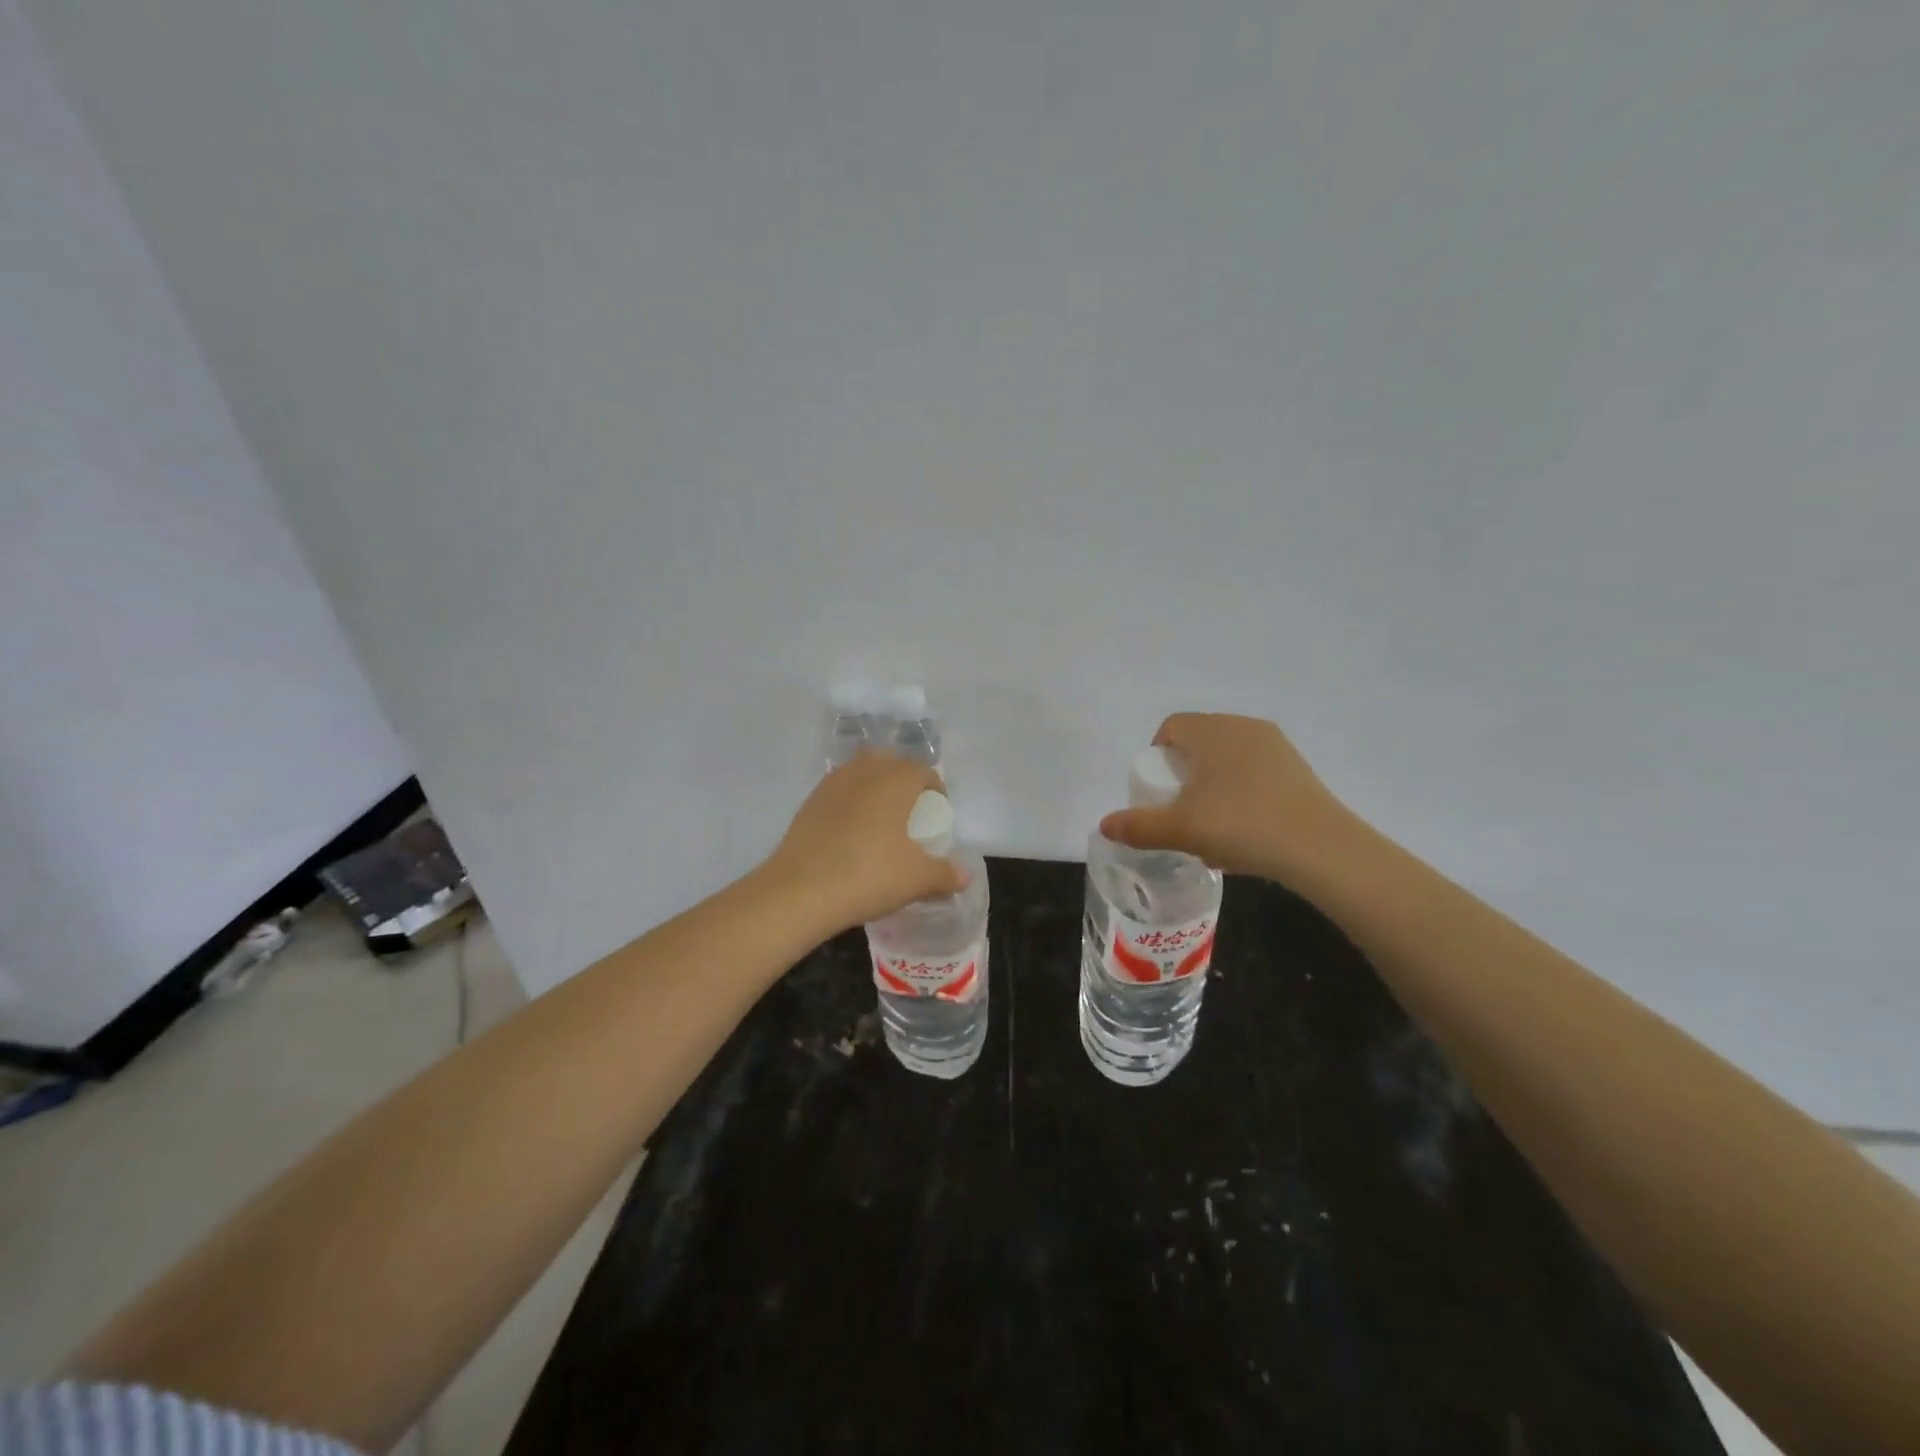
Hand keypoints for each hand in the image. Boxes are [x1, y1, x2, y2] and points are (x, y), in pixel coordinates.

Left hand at [763, 751, 965, 932]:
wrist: (800, 890)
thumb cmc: (870, 875)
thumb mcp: (917, 880)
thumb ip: (945, 875)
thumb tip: (964, 876)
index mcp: (895, 780)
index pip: (922, 770)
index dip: (935, 788)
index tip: (937, 813)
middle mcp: (863, 772)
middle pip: (888, 760)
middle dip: (901, 777)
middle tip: (908, 809)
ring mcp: (830, 785)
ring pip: (858, 773)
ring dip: (872, 787)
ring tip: (879, 821)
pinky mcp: (807, 804)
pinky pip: (836, 793)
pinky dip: (848, 804)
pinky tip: (850, 835)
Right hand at [1098, 713, 1359, 880]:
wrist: (1322, 849)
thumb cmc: (1243, 826)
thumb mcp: (1181, 829)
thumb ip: (1139, 826)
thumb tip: (1104, 825)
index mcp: (1213, 731)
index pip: (1172, 727)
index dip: (1157, 755)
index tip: (1159, 790)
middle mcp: (1244, 727)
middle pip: (1199, 742)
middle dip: (1183, 774)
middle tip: (1181, 810)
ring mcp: (1276, 746)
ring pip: (1227, 759)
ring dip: (1211, 785)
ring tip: (1212, 826)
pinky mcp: (1298, 769)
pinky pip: (1254, 772)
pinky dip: (1240, 793)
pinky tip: (1245, 831)